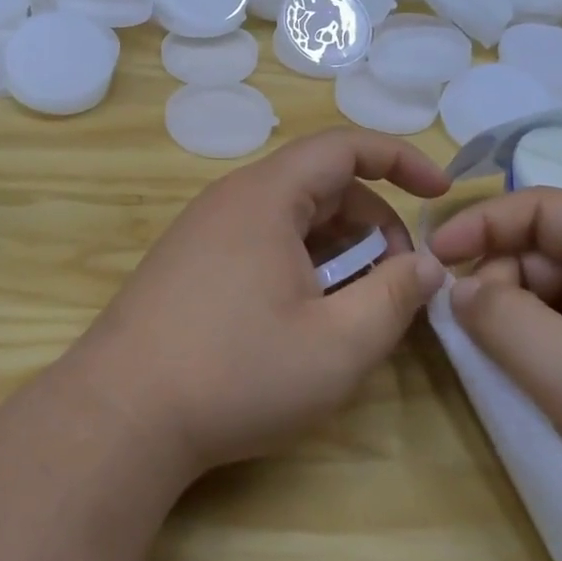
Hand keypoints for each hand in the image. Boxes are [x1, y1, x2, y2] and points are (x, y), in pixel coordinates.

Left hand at [64, 129, 450, 481]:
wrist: (120, 414)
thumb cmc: (236, 373)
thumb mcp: (336, 346)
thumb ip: (393, 298)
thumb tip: (427, 266)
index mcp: (266, 196)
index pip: (343, 147)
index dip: (399, 159)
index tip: (441, 191)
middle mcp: (231, 199)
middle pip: (319, 185)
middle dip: (372, 221)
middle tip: (399, 278)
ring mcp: (203, 231)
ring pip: (289, 218)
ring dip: (337, 249)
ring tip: (356, 305)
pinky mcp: (188, 263)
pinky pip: (260, 241)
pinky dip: (299, 263)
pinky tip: (305, 315)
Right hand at [430, 189, 561, 560]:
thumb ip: (501, 321)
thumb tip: (454, 290)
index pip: (540, 207)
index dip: (479, 224)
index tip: (431, 260)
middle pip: (542, 254)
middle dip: (495, 285)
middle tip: (464, 336)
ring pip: (552, 301)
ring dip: (513, 326)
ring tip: (492, 369)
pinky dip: (537, 356)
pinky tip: (523, 391)